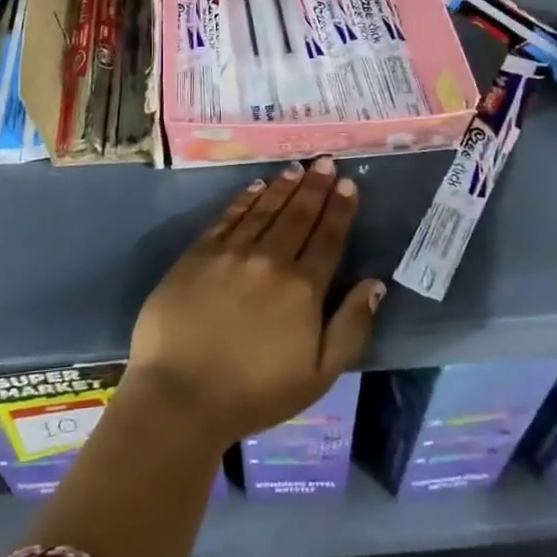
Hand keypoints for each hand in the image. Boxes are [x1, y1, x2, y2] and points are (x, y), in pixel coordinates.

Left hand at [123, 158, 383, 448]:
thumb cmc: (255, 393)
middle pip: (298, 215)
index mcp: (303, 288)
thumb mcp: (318, 375)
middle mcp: (270, 260)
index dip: (340, 209)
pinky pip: (228, 216)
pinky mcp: (199, 253)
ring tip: (297, 169)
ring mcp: (231, 252)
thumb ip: (351, 327)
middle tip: (326, 162)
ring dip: (284, 186)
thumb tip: (375, 284)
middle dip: (315, 187)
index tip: (348, 184)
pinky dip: (245, 199)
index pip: (328, 238)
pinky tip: (256, 187)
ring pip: (264, 209)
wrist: (181, 394)